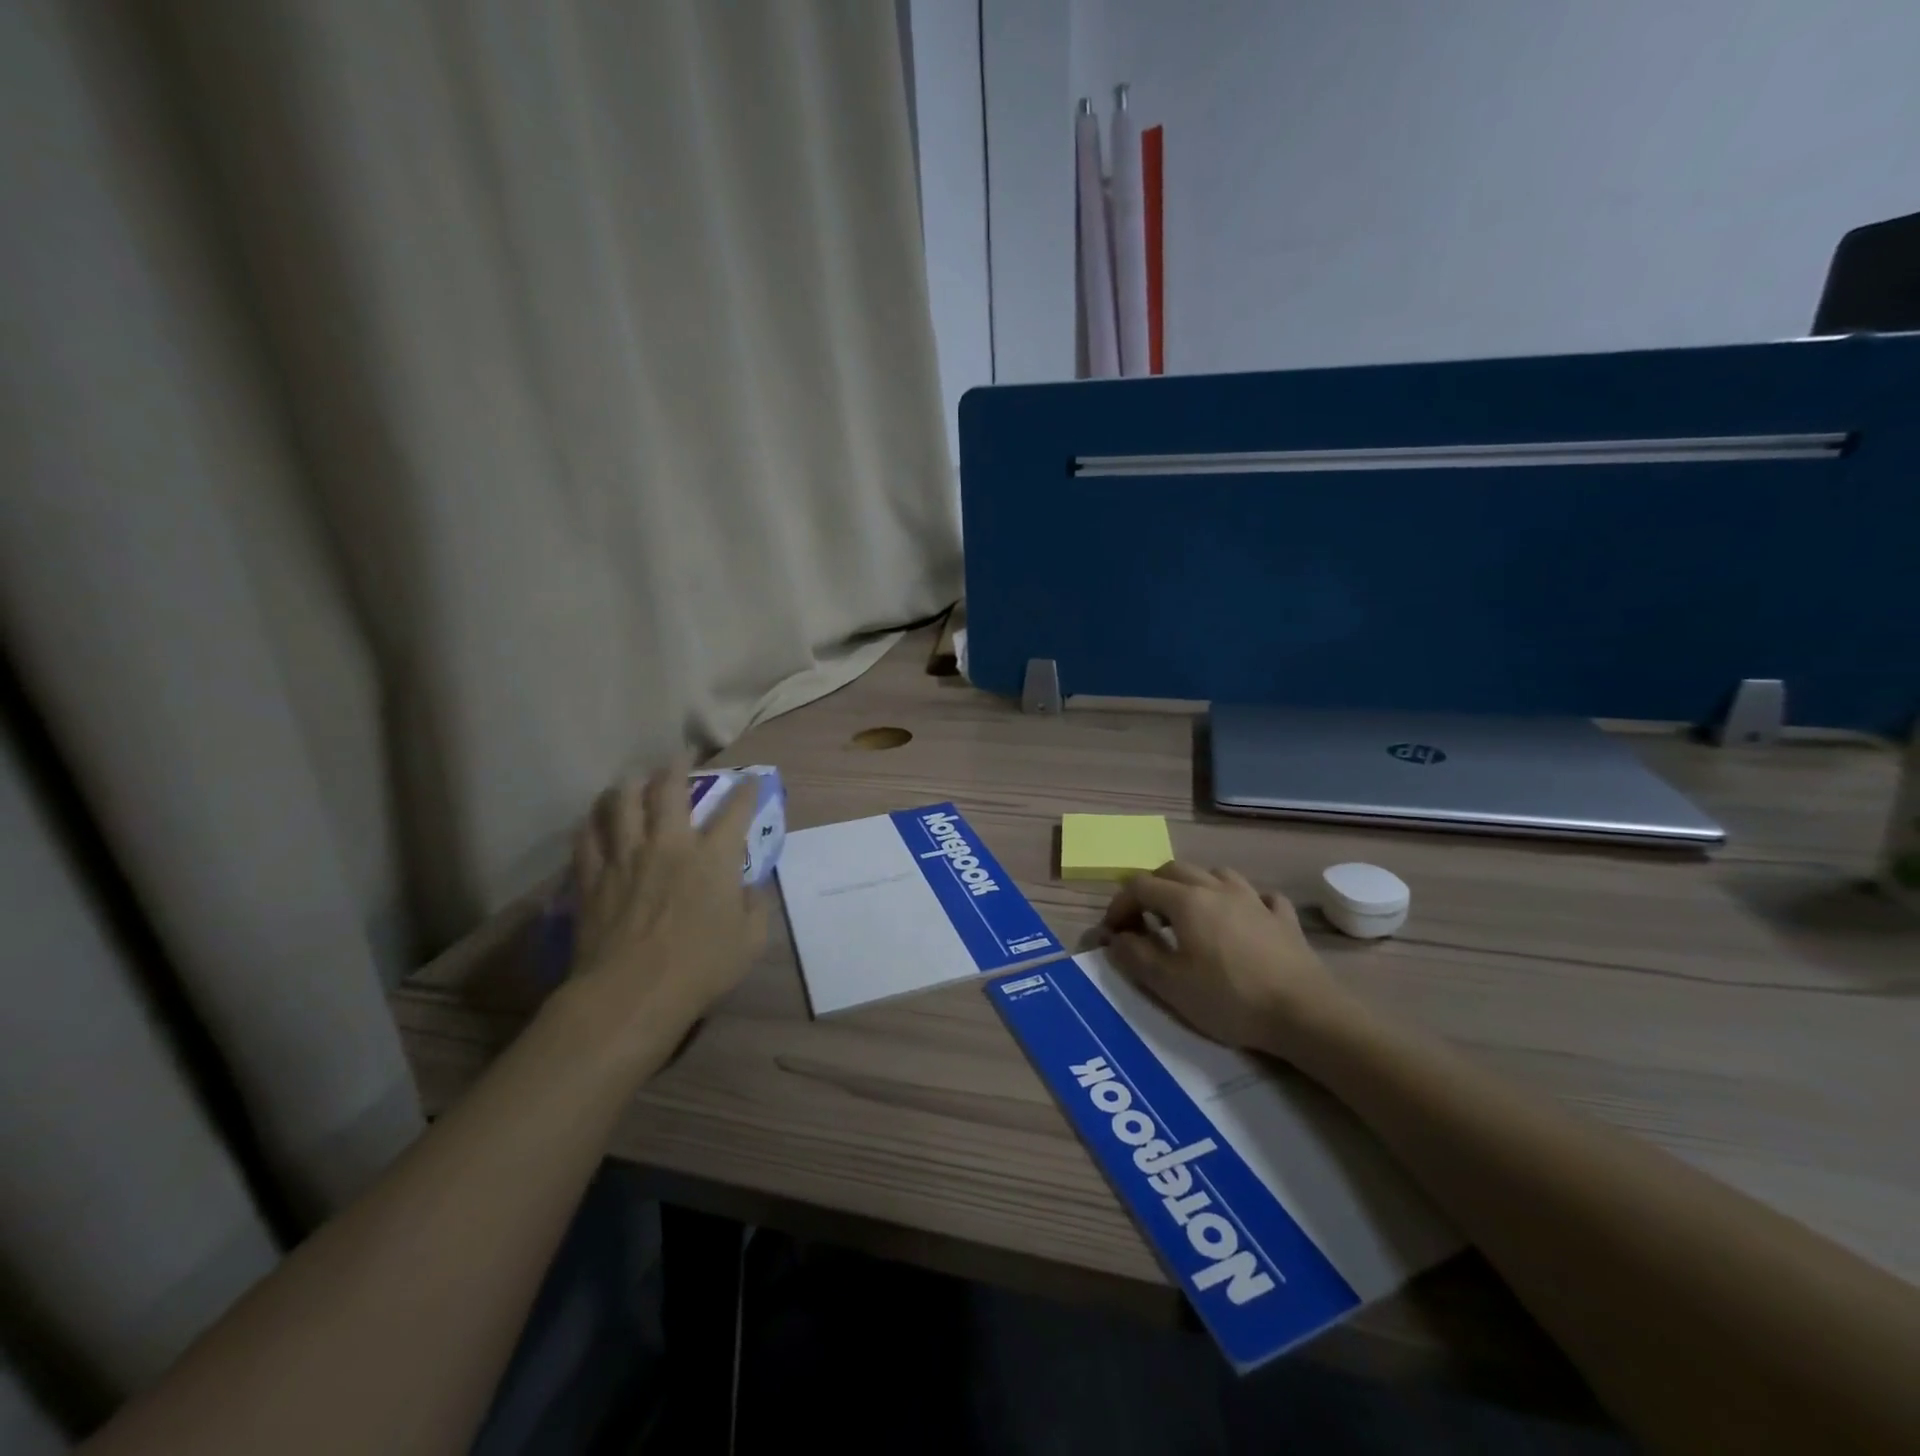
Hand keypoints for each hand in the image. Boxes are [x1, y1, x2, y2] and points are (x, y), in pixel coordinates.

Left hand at [567, 762, 770, 1042]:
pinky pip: (587, 836)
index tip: (751, 780)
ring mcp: (625, 856)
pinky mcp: (592, 876)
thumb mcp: (750, 941)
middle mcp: (669, 844)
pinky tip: (595, 819)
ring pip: (621, 801)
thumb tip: (750, 887)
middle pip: (669, 788)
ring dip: (629, 784)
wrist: (631, 994)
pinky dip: (592, 822)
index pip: (736, 809)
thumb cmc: (700, 968)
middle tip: (679, 757)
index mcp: (714, 857)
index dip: (747, 789)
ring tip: (633, 780)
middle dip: (677, 766)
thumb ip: (755, 906)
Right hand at [1100, 863, 1357, 1058]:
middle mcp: (1217, 888)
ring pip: (1216, 874)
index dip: (1119, 904)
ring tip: (1189, 915)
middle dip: (1151, 889)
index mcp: (1186, 901)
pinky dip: (1242, 901)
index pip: (1140, 886)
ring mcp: (1254, 899)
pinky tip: (1242, 918)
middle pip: (1174, 870)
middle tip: (1144, 921)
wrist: (1304, 1013)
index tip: (1112, 932)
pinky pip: (1258, 896)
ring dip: (1194, 886)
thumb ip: (1136, 956)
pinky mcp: (1283, 918)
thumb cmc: (1229, 998)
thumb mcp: (1170, 985)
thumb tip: (1115, 938)